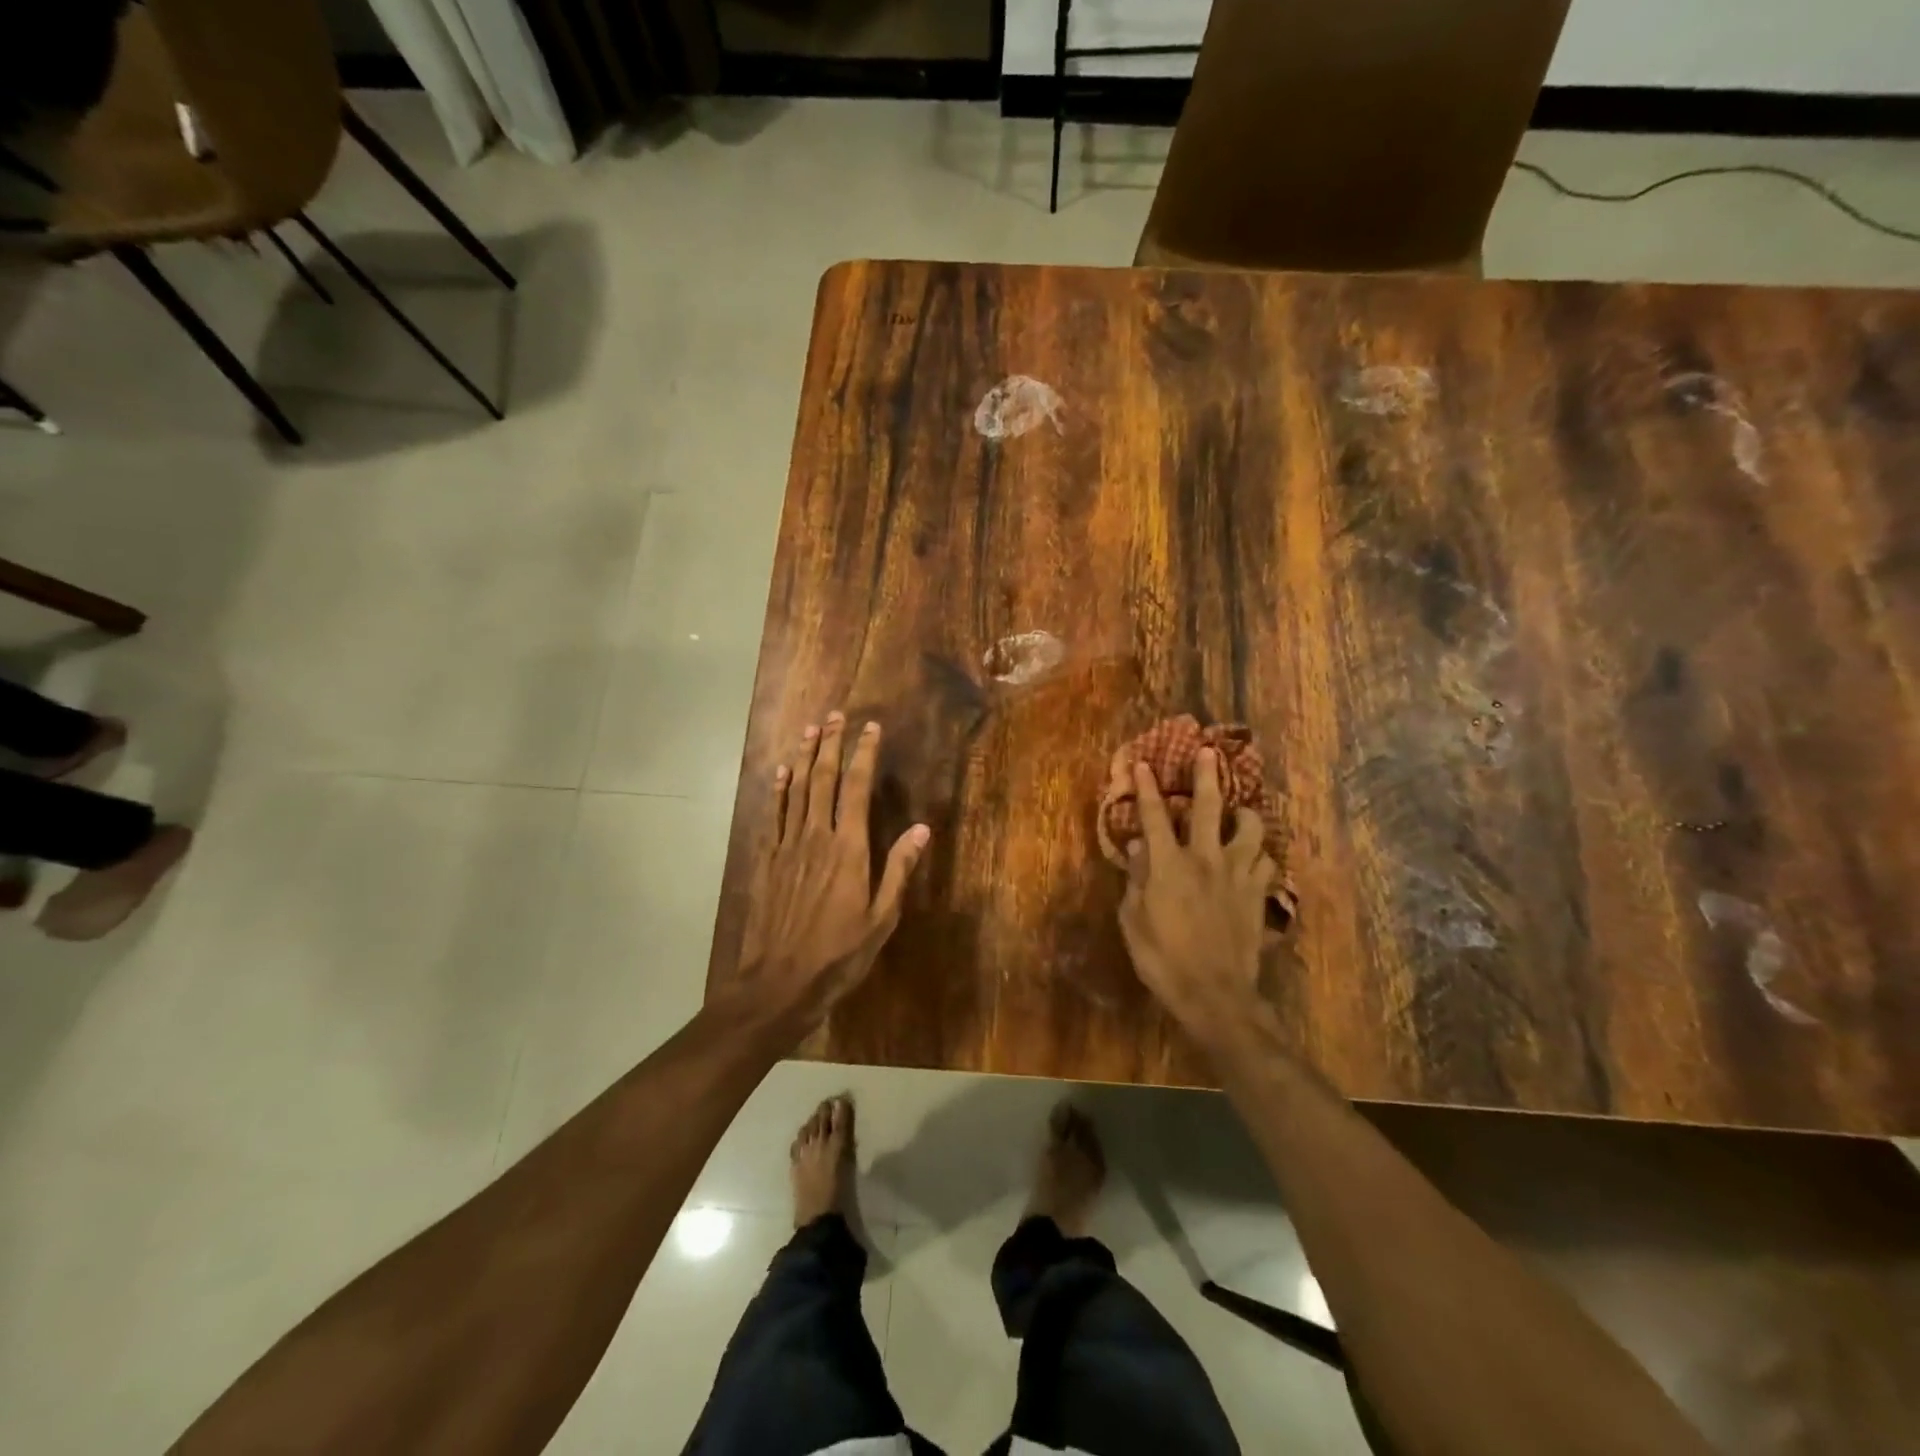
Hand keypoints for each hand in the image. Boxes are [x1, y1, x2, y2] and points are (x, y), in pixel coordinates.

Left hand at [728, 712, 929, 1033]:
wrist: (779, 982)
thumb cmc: (839, 954)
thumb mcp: (881, 918)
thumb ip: (898, 870)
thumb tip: (921, 829)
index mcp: (849, 849)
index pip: (858, 789)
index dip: (864, 755)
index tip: (871, 728)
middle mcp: (816, 837)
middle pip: (824, 780)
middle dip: (832, 745)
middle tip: (837, 715)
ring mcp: (788, 847)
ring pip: (797, 790)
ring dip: (805, 757)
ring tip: (811, 730)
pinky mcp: (767, 861)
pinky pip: (773, 816)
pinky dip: (777, 790)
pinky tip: (781, 772)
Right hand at [1117, 747, 1272, 1038]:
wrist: (1214, 994)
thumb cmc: (1162, 959)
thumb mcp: (1133, 920)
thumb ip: (1135, 880)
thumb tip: (1136, 848)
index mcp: (1168, 865)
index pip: (1155, 816)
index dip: (1146, 788)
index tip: (1142, 764)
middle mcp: (1205, 859)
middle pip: (1209, 806)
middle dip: (1206, 775)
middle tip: (1208, 752)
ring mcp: (1237, 874)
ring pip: (1251, 827)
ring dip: (1244, 813)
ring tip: (1240, 809)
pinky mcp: (1257, 893)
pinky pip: (1265, 859)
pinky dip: (1259, 851)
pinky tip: (1253, 853)